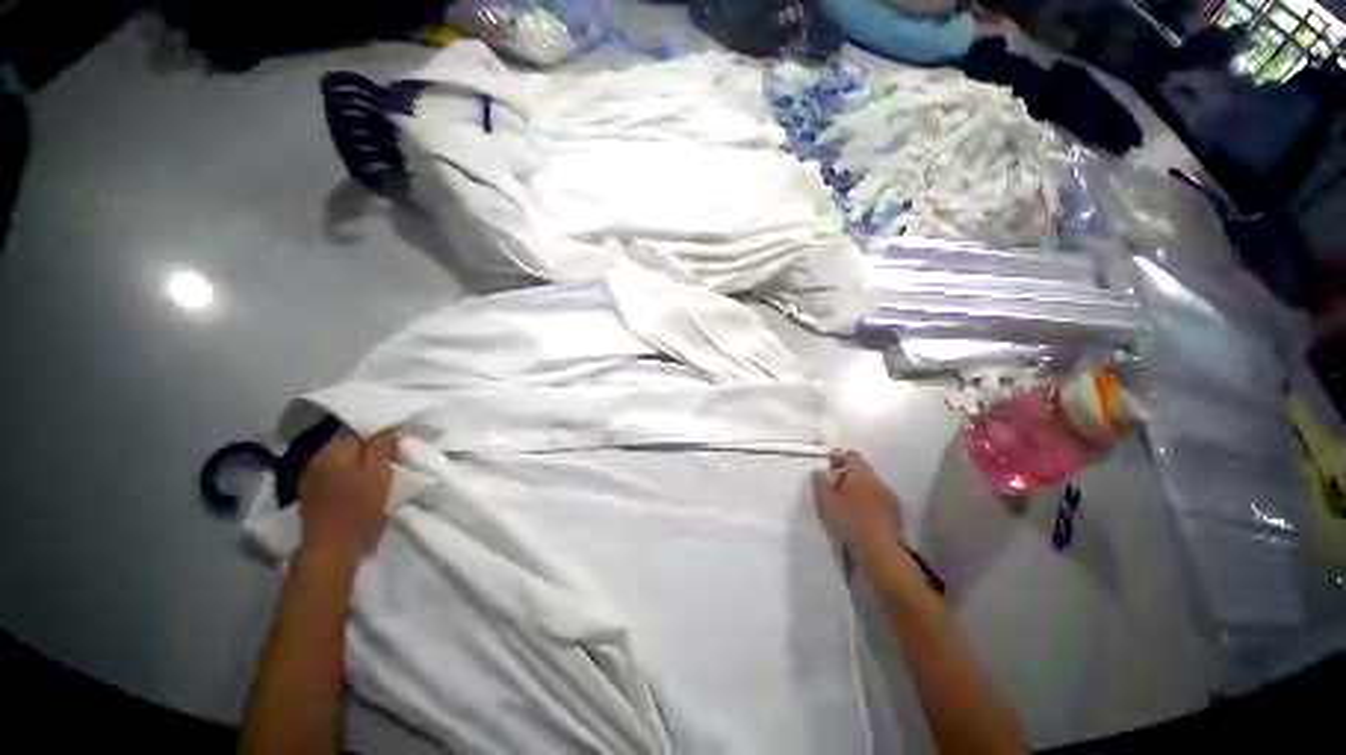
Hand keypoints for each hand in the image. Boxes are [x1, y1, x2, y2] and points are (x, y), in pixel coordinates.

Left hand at [296, 430, 396, 567]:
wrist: (331, 548)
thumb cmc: (359, 507)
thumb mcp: (380, 472)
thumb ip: (382, 446)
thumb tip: (386, 428)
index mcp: (333, 448)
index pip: (356, 426)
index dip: (378, 430)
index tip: (395, 439)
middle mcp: (316, 456)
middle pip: (347, 441)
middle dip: (367, 445)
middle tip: (391, 454)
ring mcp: (310, 475)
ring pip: (340, 457)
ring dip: (357, 459)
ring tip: (377, 467)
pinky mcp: (311, 492)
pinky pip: (333, 471)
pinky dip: (347, 472)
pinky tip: (359, 482)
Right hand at [812, 450, 904, 570]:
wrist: (880, 550)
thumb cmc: (849, 522)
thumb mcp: (827, 503)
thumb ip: (821, 483)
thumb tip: (818, 471)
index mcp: (859, 475)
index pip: (851, 456)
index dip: (840, 457)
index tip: (830, 466)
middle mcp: (876, 480)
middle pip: (862, 468)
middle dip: (848, 473)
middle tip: (835, 485)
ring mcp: (888, 494)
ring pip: (871, 483)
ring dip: (859, 486)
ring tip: (848, 500)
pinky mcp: (895, 509)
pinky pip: (879, 496)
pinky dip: (870, 499)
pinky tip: (862, 512)